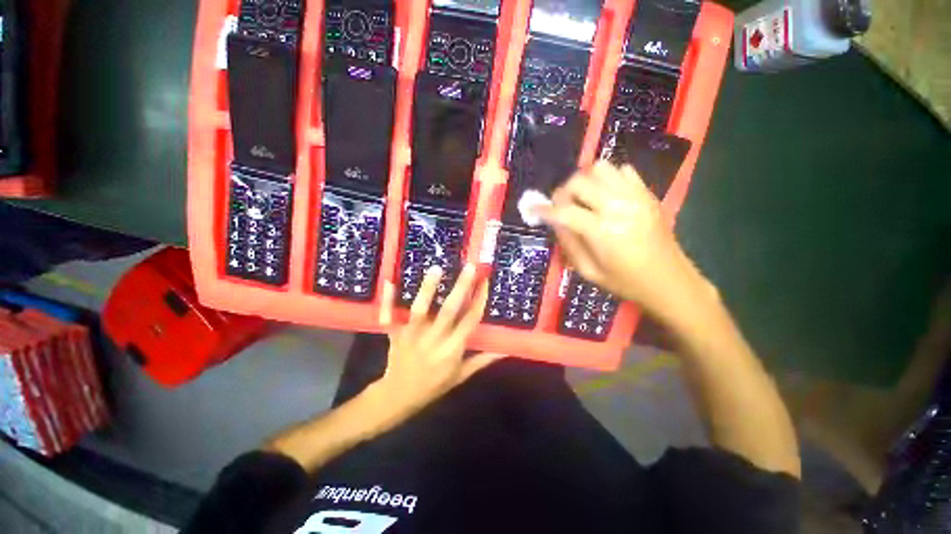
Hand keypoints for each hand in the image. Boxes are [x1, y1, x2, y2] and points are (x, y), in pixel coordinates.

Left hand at [374, 264, 505, 419]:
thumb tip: (504, 349)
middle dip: (461, 287)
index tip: (486, 282)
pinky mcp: (395, 334)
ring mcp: (412, 336)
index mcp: (452, 349)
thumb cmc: (433, 386)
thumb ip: (482, 360)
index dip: (479, 301)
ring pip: (420, 310)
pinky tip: (389, 281)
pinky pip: (389, 316)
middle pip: (449, 310)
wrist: (398, 397)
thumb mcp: (461, 376)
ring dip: (428, 289)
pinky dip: (388, 300)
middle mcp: (434, 339)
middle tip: (470, 267)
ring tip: (437, 268)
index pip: (470, 321)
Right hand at [538, 161, 714, 317]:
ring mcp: (635, 196)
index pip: (564, 211)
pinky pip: (623, 170)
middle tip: (562, 207)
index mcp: (602, 232)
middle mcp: (618, 207)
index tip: (533, 208)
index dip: (544, 209)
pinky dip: (608, 178)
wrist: (670, 281)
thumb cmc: (625, 282)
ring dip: (585, 181)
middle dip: (563, 193)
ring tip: (583, 198)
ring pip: (600, 168)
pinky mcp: (647, 193)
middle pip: (579, 182)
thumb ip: (568, 244)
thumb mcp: (588, 272)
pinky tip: (606, 195)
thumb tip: (554, 222)